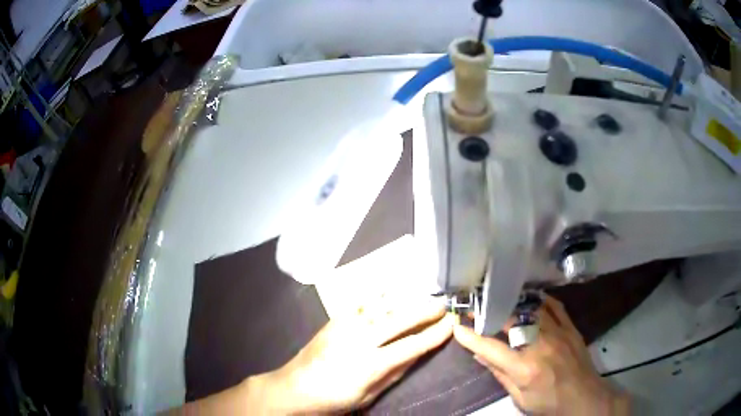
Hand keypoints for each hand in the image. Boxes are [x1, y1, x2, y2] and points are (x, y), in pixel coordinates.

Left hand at [252, 298, 453, 413]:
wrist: (295, 387)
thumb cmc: (334, 398)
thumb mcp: (369, 394)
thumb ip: (394, 373)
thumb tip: (418, 354)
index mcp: (370, 364)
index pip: (411, 346)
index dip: (434, 334)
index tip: (450, 324)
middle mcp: (359, 340)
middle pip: (399, 320)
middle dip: (424, 311)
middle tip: (443, 305)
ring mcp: (344, 326)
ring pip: (381, 307)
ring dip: (406, 300)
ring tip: (423, 295)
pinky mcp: (334, 320)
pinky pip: (360, 303)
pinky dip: (378, 295)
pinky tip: (390, 289)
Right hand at [454, 295, 629, 415]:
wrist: (583, 396)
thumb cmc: (548, 402)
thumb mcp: (520, 396)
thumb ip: (500, 374)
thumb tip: (480, 355)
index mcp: (524, 368)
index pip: (491, 347)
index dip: (471, 336)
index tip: (456, 326)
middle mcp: (540, 345)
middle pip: (510, 321)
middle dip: (489, 312)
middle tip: (475, 307)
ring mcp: (557, 333)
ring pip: (531, 309)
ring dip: (512, 302)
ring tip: (498, 298)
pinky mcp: (570, 327)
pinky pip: (554, 306)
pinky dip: (540, 300)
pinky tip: (530, 298)